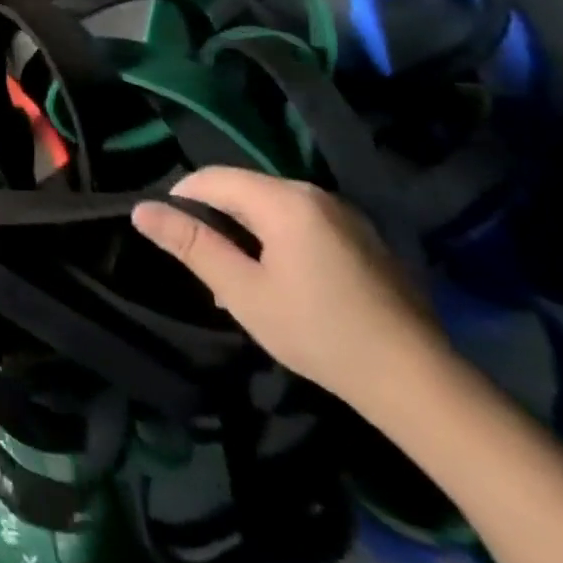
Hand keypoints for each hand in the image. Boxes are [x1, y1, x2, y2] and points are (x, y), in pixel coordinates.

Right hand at [132, 166, 448, 410]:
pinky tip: (285, 286)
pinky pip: (302, 222)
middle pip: (241, 189)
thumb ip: (191, 244)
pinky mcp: (363, 237)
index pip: (210, 178)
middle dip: (215, 222)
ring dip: (245, 234)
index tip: (173, 242)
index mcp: (283, 199)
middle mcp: (313, 193)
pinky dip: (278, 241)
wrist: (421, 384)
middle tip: (209, 272)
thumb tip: (141, 210)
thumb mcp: (242, 292)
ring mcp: (344, 214)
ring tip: (242, 283)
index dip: (180, 201)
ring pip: (271, 207)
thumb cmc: (320, 334)